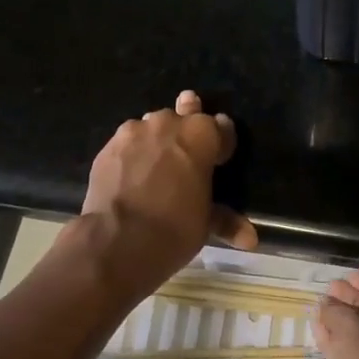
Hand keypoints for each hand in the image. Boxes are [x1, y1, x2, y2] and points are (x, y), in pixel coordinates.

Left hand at [78, 90, 256, 300]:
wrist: (117, 241)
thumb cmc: (174, 229)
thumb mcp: (205, 224)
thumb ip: (225, 220)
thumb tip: (251, 239)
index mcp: (200, 135)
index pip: (221, 127)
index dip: (223, 142)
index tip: (222, 156)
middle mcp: (167, 124)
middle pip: (183, 117)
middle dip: (188, 130)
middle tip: (189, 150)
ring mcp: (133, 133)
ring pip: (151, 127)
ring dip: (158, 140)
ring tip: (158, 163)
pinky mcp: (107, 148)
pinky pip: (127, 144)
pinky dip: (134, 155)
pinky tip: (133, 174)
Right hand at [315, 272, 358, 358]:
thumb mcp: (355, 326)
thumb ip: (338, 309)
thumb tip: (326, 303)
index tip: (347, 276)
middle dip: (354, 301)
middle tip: (329, 290)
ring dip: (342, 321)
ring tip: (319, 306)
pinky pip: (353, 355)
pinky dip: (337, 341)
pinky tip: (318, 330)